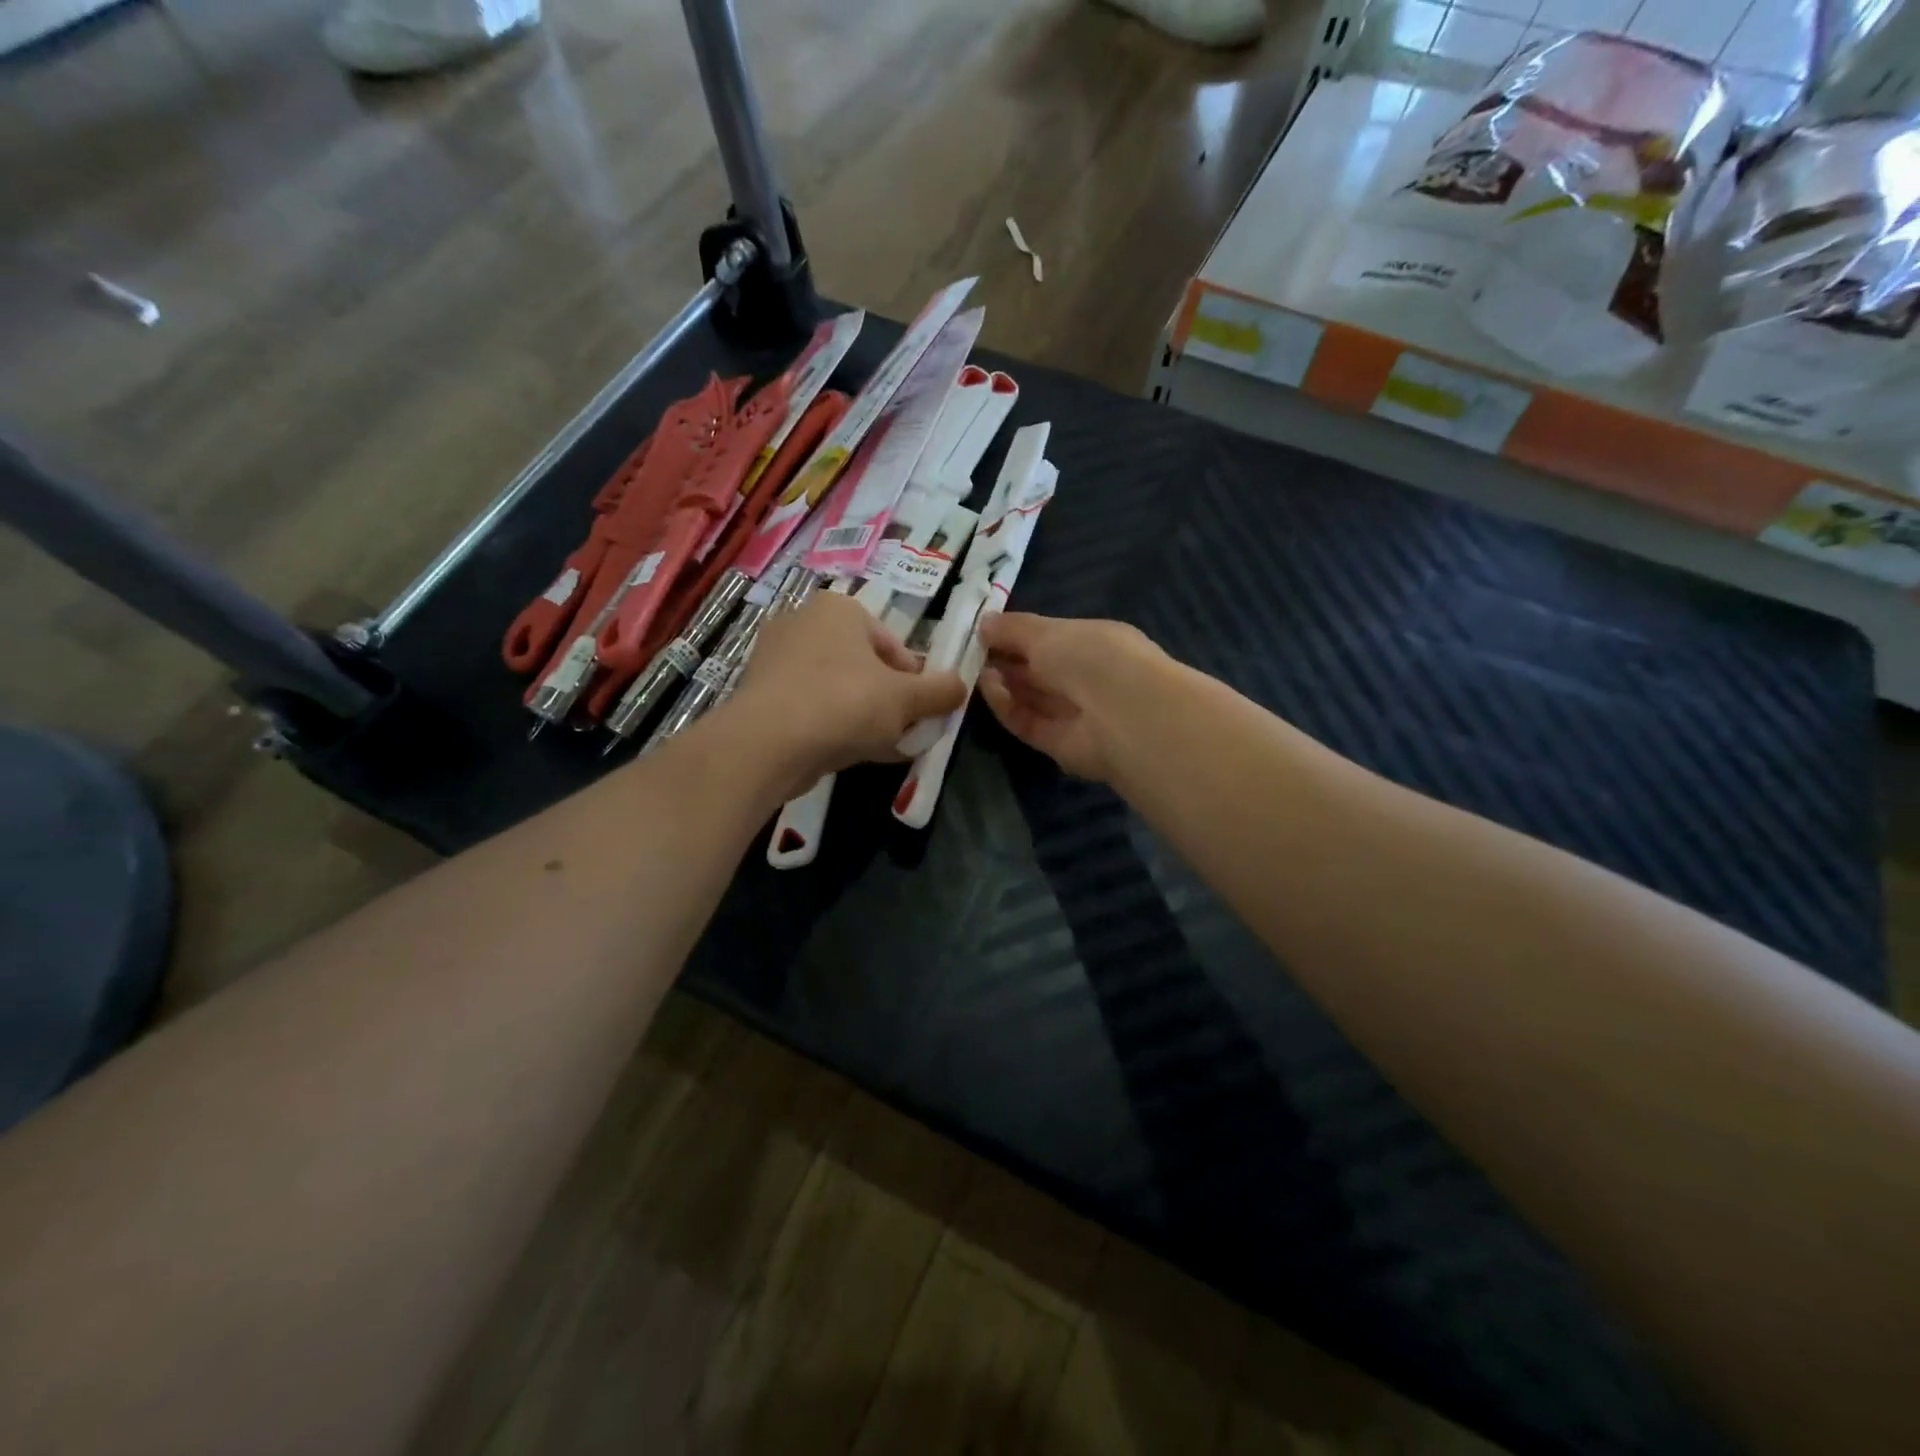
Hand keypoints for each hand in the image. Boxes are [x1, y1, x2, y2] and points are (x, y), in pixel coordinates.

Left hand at [723, 592, 965, 790]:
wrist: (767, 743)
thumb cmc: (845, 704)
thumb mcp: (906, 699)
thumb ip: (940, 691)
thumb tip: (961, 687)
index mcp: (839, 608)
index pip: (893, 646)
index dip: (914, 682)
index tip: (920, 714)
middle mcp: (803, 622)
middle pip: (864, 666)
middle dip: (887, 701)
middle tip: (900, 733)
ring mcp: (775, 658)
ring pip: (837, 688)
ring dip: (861, 716)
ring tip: (875, 747)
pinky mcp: (759, 693)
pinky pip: (809, 706)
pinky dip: (830, 726)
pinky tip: (844, 753)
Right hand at [975, 612, 1166, 783]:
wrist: (1123, 715)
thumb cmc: (1091, 656)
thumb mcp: (1048, 631)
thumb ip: (1013, 628)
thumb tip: (984, 623)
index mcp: (1094, 644)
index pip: (1052, 639)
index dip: (1018, 635)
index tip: (983, 630)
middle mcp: (1087, 679)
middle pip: (1038, 671)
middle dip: (1005, 660)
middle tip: (970, 650)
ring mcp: (1075, 714)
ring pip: (1030, 697)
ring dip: (1002, 683)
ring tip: (974, 667)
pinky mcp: (1059, 745)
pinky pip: (1027, 722)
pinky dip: (1006, 706)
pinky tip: (988, 687)